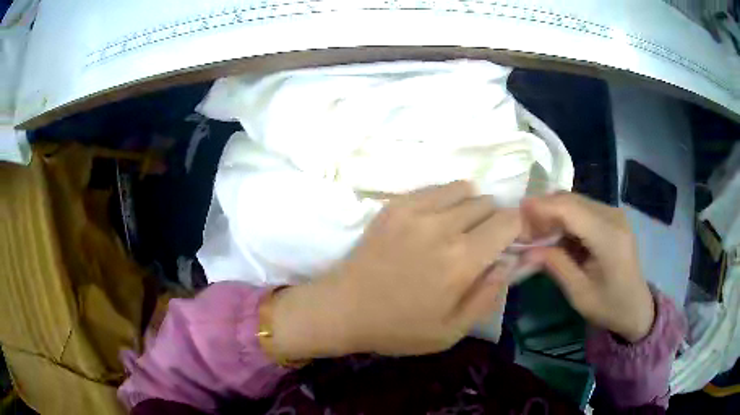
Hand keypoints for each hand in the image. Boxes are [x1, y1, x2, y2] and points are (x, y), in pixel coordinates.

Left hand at [272, 181, 519, 357]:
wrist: (344, 308)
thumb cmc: (398, 327)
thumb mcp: (451, 331)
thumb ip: (487, 296)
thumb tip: (508, 262)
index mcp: (462, 260)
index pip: (508, 222)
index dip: (518, 226)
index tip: (513, 239)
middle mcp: (443, 227)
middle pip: (487, 203)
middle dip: (493, 220)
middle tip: (482, 241)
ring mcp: (416, 210)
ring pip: (464, 190)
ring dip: (471, 206)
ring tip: (460, 228)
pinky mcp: (395, 205)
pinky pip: (435, 188)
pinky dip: (446, 198)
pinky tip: (437, 219)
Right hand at [521, 193, 654, 342]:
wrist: (636, 307)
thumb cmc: (609, 306)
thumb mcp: (579, 294)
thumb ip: (555, 266)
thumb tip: (525, 250)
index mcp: (609, 238)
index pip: (570, 209)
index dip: (541, 207)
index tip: (516, 213)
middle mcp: (613, 217)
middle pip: (571, 200)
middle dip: (544, 210)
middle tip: (523, 229)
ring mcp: (614, 214)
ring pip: (575, 201)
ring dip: (553, 212)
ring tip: (536, 233)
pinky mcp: (612, 217)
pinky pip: (583, 208)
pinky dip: (565, 217)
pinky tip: (556, 233)